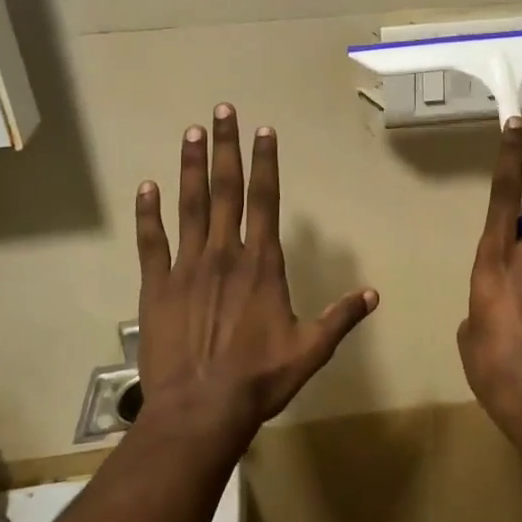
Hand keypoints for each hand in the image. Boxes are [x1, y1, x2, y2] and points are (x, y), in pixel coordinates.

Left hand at [134, 104, 377, 450]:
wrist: (200, 410)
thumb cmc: (259, 379)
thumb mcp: (311, 350)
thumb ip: (341, 318)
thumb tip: (374, 295)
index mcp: (261, 264)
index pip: (265, 201)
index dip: (265, 163)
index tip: (263, 131)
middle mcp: (224, 254)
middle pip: (226, 190)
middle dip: (225, 148)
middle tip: (221, 111)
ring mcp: (186, 267)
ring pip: (189, 206)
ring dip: (190, 167)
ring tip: (190, 132)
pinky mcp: (156, 286)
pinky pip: (151, 242)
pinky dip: (148, 213)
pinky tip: (147, 186)